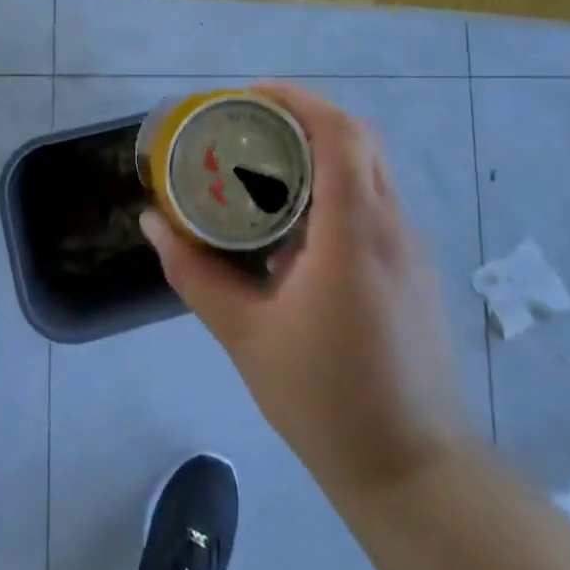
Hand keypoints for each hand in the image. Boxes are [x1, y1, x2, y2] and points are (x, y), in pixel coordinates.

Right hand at [142, 84, 468, 495]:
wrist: (416, 473)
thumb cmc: (325, 401)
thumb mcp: (245, 335)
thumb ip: (195, 272)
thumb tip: (152, 223)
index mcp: (353, 234)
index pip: (340, 134)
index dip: (298, 100)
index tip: (251, 96)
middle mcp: (392, 227)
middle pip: (359, 140)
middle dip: (305, 118)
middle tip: (251, 128)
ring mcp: (413, 249)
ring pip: (371, 170)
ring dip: (323, 153)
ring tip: (267, 170)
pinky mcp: (417, 271)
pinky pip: (377, 204)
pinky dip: (339, 189)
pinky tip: (298, 229)